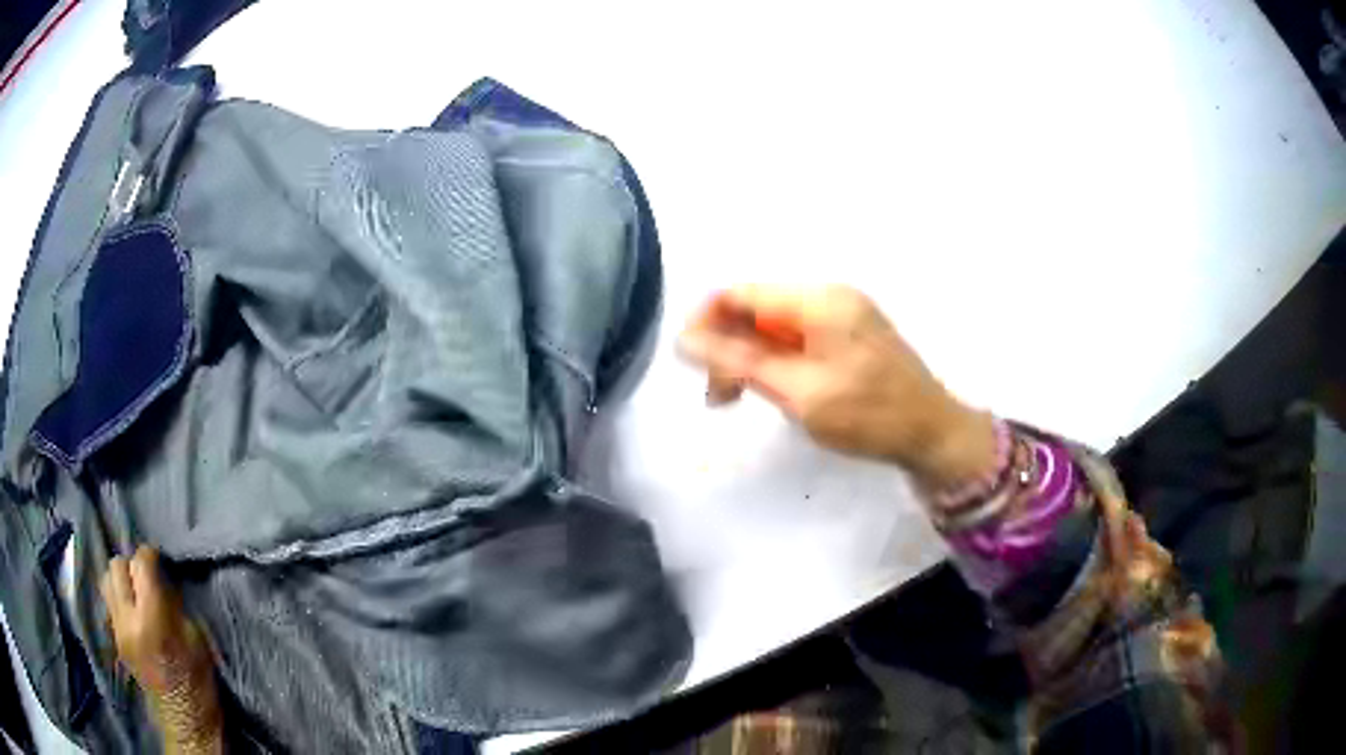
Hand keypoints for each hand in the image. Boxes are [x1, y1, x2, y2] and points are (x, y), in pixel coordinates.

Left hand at [101, 546, 222, 753]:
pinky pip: (109, 602)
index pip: (139, 564)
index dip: (150, 555)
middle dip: (131, 564)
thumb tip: (162, 579)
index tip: (159, 559)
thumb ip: (174, 604)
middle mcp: (127, 618)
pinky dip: (118, 597)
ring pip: (106, 580)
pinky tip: (132, 610)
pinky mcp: (115, 639)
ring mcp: (117, 629)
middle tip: (146, 576)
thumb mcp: (195, 640)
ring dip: (121, 578)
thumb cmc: (198, 683)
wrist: (186, 723)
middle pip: (117, 566)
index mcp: (151, 618)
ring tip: (136, 590)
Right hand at [678, 284, 995, 490]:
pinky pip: (798, 338)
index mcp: (818, 300)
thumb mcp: (799, 392)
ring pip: (775, 326)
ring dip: (750, 358)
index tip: (689, 364)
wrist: (933, 434)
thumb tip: (684, 339)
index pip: (741, 294)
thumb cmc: (868, 415)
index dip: (706, 322)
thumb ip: (740, 362)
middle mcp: (829, 296)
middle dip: (728, 347)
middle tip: (717, 397)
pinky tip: (772, 389)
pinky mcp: (850, 335)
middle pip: (757, 309)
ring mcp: (843, 314)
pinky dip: (776, 362)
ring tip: (736, 399)